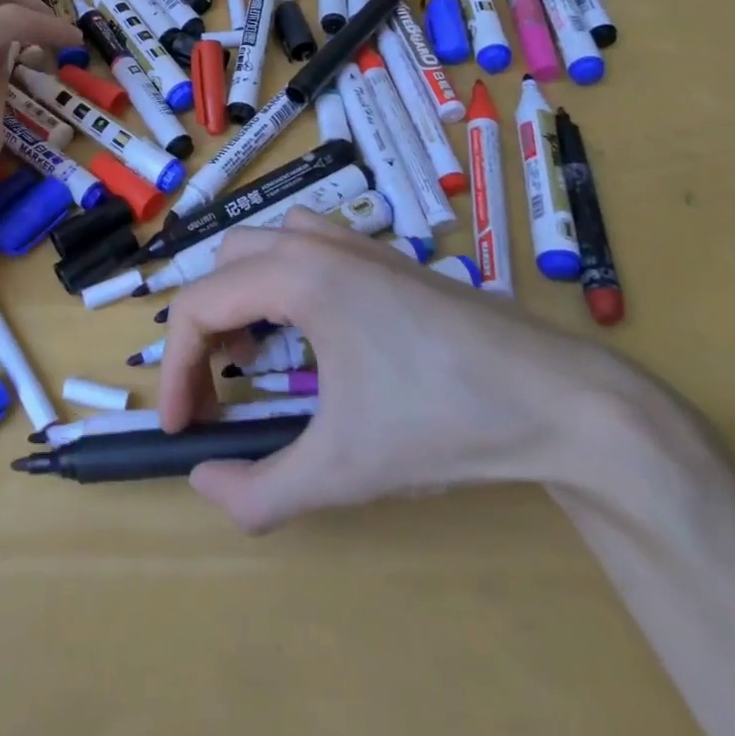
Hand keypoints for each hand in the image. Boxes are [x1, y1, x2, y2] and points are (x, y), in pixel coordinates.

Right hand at [157, 210, 637, 532]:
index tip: (180, 428)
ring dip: (243, 293)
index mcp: (298, 277)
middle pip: (224, 265)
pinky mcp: (388, 257)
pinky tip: (314, 333)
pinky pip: (309, 246)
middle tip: (217, 387)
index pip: (198, 306)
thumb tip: (202, 484)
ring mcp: (358, 243)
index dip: (174, 369)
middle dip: (206, 326)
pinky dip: (284, 280)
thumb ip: (259, 491)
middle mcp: (320, 244)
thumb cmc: (443, 423)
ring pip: (267, 244)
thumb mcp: (343, 471)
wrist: (560, 400)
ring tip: (257, 351)